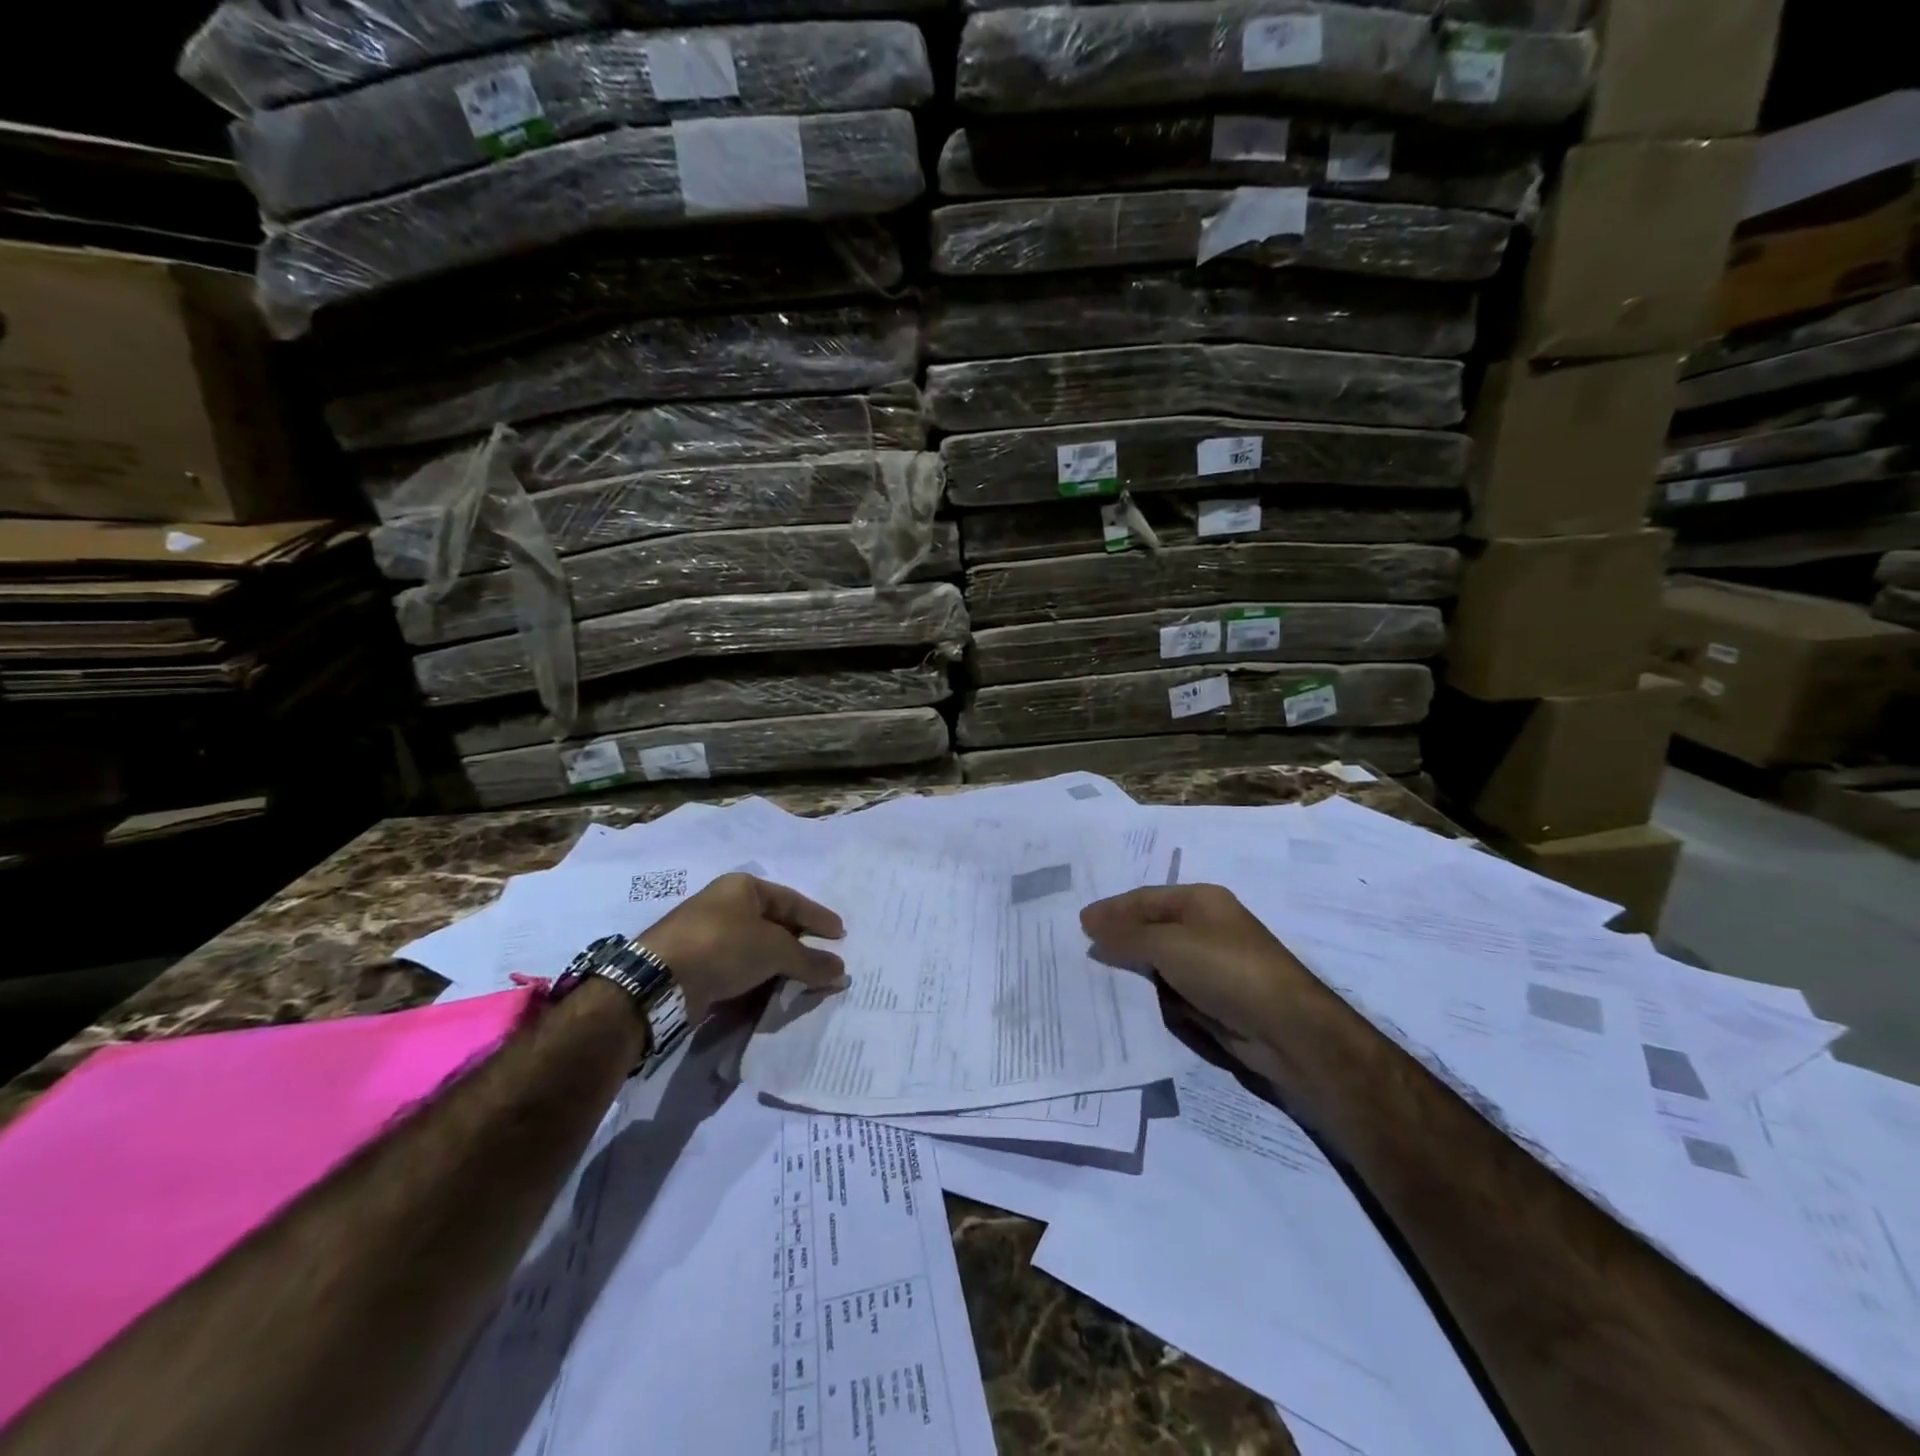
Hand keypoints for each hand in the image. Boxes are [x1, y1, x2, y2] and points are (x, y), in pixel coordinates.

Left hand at [639, 873, 848, 1021]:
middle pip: (774, 924)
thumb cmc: (723, 946)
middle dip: (800, 943)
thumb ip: (810, 960)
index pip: (792, 900)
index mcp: (744, 887)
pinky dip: (758, 979)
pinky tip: (772, 993)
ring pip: (755, 948)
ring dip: (779, 965)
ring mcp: (708, 935)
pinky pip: (738, 969)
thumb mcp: (774, 950)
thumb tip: (842, 970)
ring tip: (804, 980)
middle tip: (824, 959)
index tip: (840, 934)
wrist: (659, 981)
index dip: (818, 918)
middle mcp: (725, 905)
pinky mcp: (696, 964)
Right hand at [1080, 884, 1306, 1040]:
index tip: (1079, 923)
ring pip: (1160, 963)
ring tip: (1093, 977)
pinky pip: (1171, 992)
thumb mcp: (1168, 945)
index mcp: (1202, 901)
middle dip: (1119, 939)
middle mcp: (1207, 928)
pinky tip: (1125, 1002)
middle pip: (1152, 928)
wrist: (1286, 1030)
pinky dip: (1149, 995)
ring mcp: (1212, 966)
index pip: (1146, 898)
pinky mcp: (1214, 1000)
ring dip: (1132, 970)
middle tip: (1080, 950)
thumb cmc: (1226, 969)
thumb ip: (1127, 936)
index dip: (1112, 909)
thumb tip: (1091, 929)